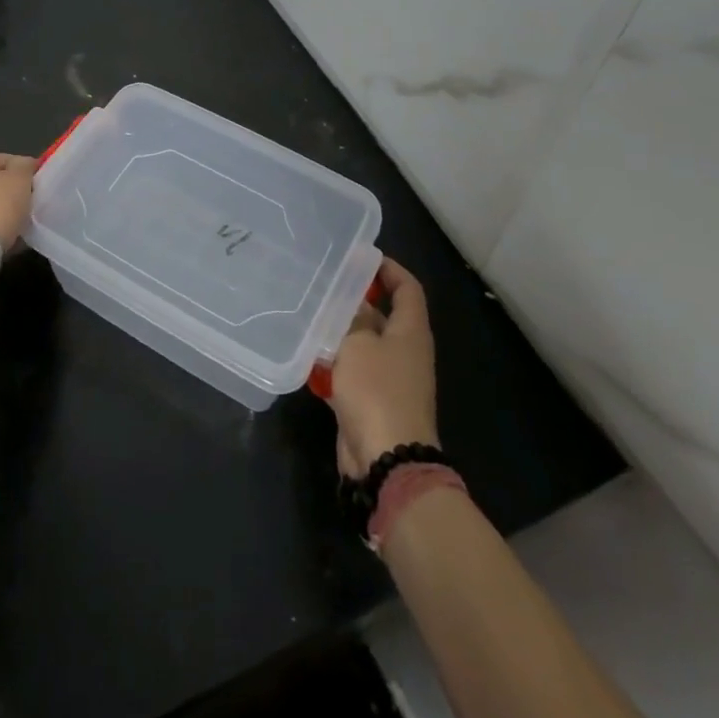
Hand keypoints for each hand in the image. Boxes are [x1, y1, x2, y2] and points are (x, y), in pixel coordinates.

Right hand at [328, 258, 439, 479]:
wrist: (387, 460)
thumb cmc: (377, 391)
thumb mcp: (358, 344)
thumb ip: (352, 318)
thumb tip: (351, 301)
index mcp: (411, 332)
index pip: (408, 288)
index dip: (389, 269)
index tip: (362, 258)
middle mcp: (404, 352)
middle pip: (384, 315)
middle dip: (356, 300)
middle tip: (324, 283)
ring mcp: (389, 379)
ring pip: (364, 344)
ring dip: (340, 331)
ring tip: (309, 312)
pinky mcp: (371, 401)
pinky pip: (352, 371)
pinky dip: (334, 362)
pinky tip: (307, 353)